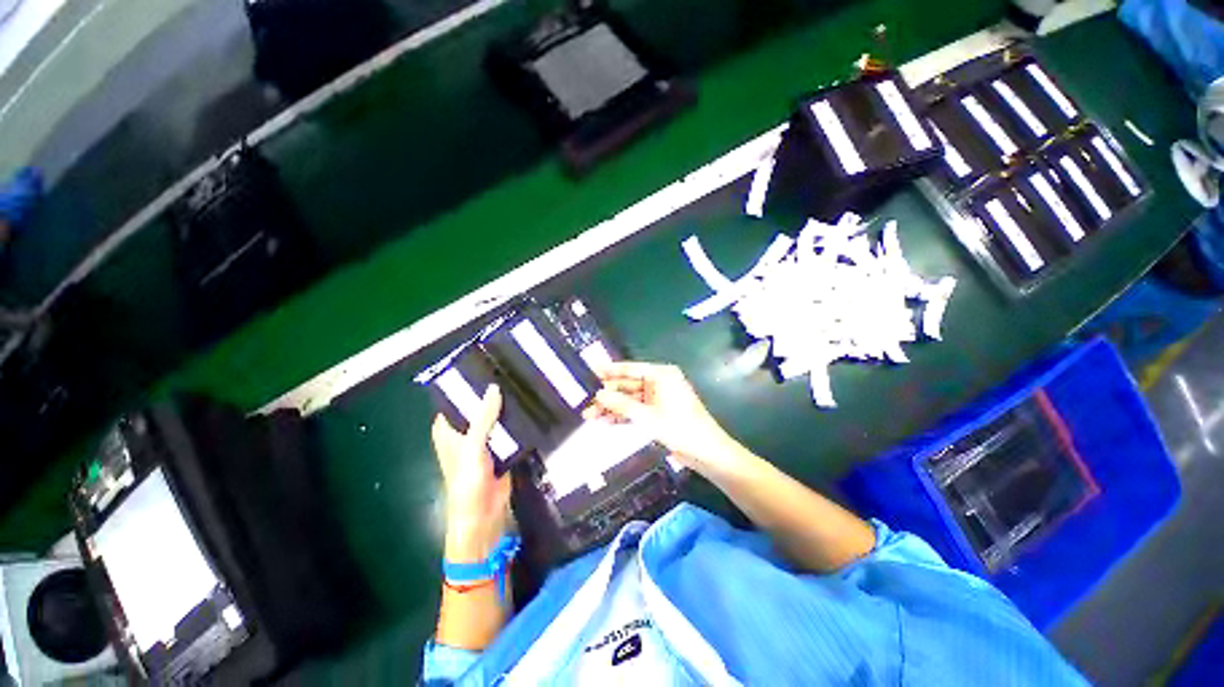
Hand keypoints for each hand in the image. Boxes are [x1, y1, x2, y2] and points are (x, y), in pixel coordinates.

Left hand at [431, 385, 511, 562]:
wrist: (484, 513)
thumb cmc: (467, 480)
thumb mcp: (472, 446)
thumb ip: (483, 417)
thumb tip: (494, 387)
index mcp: (448, 429)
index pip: (455, 399)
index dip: (467, 383)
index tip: (486, 364)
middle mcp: (464, 431)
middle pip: (478, 405)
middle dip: (491, 392)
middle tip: (510, 370)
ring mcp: (483, 439)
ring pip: (494, 416)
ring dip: (506, 405)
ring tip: (523, 382)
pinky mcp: (500, 447)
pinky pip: (508, 428)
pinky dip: (516, 419)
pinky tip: (528, 405)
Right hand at [586, 361, 754, 478]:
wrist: (707, 453)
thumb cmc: (681, 428)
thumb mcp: (648, 417)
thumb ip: (621, 404)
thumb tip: (598, 394)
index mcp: (661, 375)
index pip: (630, 369)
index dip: (610, 371)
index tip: (590, 372)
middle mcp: (660, 382)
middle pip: (628, 385)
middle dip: (608, 395)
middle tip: (586, 402)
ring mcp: (659, 398)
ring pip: (631, 399)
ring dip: (613, 407)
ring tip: (590, 415)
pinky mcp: (659, 412)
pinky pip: (637, 410)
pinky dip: (624, 415)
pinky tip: (607, 421)